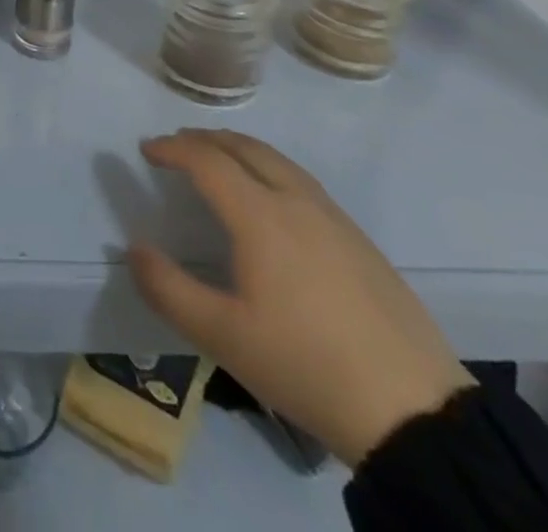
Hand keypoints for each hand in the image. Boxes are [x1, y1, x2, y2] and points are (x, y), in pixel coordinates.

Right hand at [128, 129, 472, 468]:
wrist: (413, 410)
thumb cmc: (306, 365)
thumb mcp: (223, 337)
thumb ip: (169, 289)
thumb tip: (134, 249)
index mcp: (260, 215)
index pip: (207, 160)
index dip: (172, 148)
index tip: (146, 149)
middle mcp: (296, 200)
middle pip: (245, 147)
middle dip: (205, 139)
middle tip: (177, 145)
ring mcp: (333, 216)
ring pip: (277, 160)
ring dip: (239, 149)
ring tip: (218, 160)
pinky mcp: (359, 238)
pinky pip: (301, 180)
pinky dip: (269, 168)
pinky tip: (271, 198)